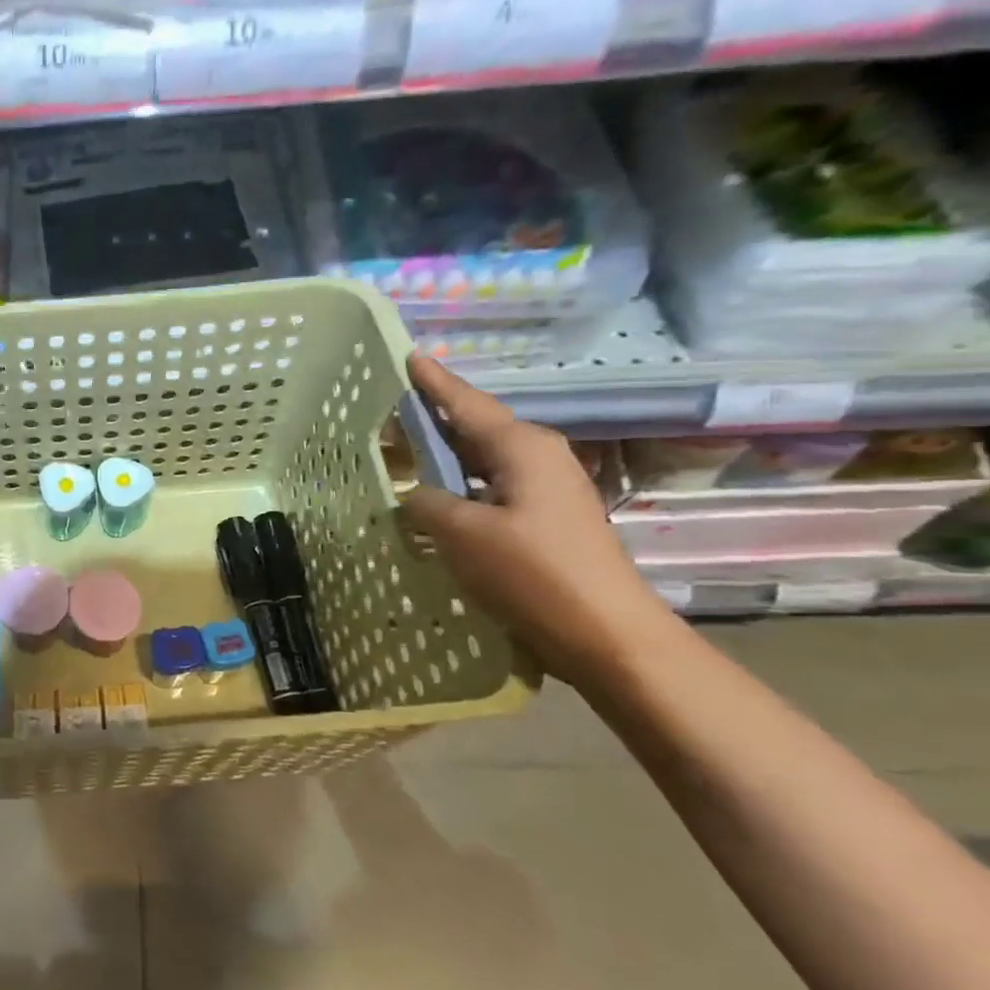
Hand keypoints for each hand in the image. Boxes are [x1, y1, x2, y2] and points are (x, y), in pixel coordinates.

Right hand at [399, 356, 680, 688]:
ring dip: (442, 457)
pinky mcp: (545, 519)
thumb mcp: (462, 533)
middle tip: (383, 419)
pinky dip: (458, 485)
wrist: (606, 634)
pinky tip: (434, 499)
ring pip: (481, 460)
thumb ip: (427, 502)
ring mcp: (546, 489)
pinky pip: (490, 487)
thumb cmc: (533, 572)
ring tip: (400, 454)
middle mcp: (538, 457)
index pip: (465, 402)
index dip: (433, 381)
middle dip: (429, 422)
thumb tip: (416, 495)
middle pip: (473, 428)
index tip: (408, 355)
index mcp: (522, 447)